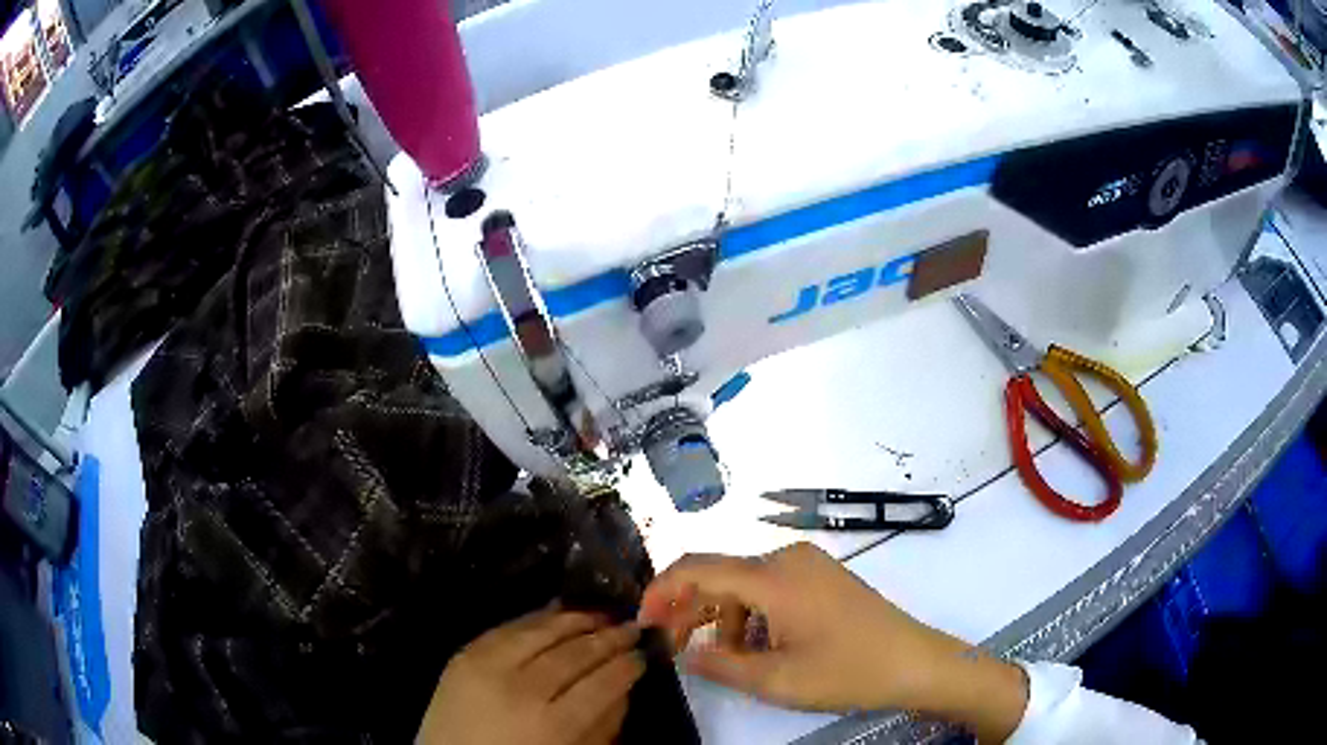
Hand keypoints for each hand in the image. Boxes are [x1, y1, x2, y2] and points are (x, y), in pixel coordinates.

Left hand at [416, 607, 644, 744]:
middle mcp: (521, 688)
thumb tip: (625, 687)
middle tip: (632, 627)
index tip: (645, 653)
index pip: (603, 682)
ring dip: (577, 620)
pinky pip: (507, 627)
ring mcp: (487, 666)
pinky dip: (536, 618)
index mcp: (552, 724)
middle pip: (575, 653)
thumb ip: (603, 725)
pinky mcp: (463, 654)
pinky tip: (556, 614)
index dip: (628, 665)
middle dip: (609, 637)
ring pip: (541, 632)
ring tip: (601, 615)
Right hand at [638, 543, 1027, 740]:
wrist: (915, 663)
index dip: (661, 591)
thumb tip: (685, 652)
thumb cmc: (847, 671)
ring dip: (724, 618)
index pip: (697, 568)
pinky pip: (772, 588)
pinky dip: (753, 615)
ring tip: (724, 659)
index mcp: (773, 576)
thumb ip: (720, 665)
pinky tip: (760, 647)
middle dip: (691, 610)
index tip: (643, 622)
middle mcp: (788, 558)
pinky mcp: (824, 577)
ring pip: (746, 584)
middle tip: (672, 647)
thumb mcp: (776, 680)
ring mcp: (810, 565)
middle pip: (721, 576)